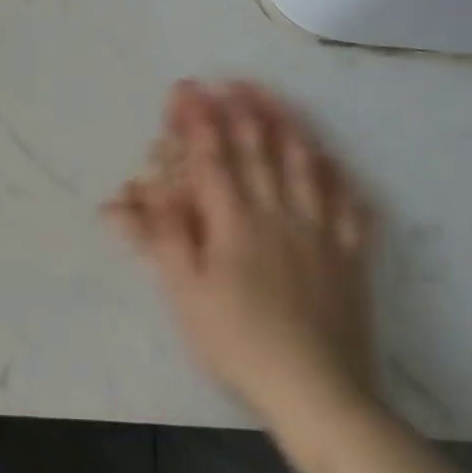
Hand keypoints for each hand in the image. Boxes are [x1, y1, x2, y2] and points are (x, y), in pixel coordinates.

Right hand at [105, 81, 377, 416]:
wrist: (318, 392)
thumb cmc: (238, 342)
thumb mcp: (184, 293)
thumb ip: (158, 237)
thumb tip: (120, 198)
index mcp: (234, 221)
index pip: (210, 155)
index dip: (196, 119)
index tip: (185, 88)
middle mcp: (278, 212)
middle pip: (259, 149)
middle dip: (240, 109)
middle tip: (228, 80)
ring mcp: (320, 231)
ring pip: (305, 164)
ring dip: (287, 125)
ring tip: (274, 98)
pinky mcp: (351, 255)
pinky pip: (349, 203)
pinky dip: (339, 175)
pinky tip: (334, 159)